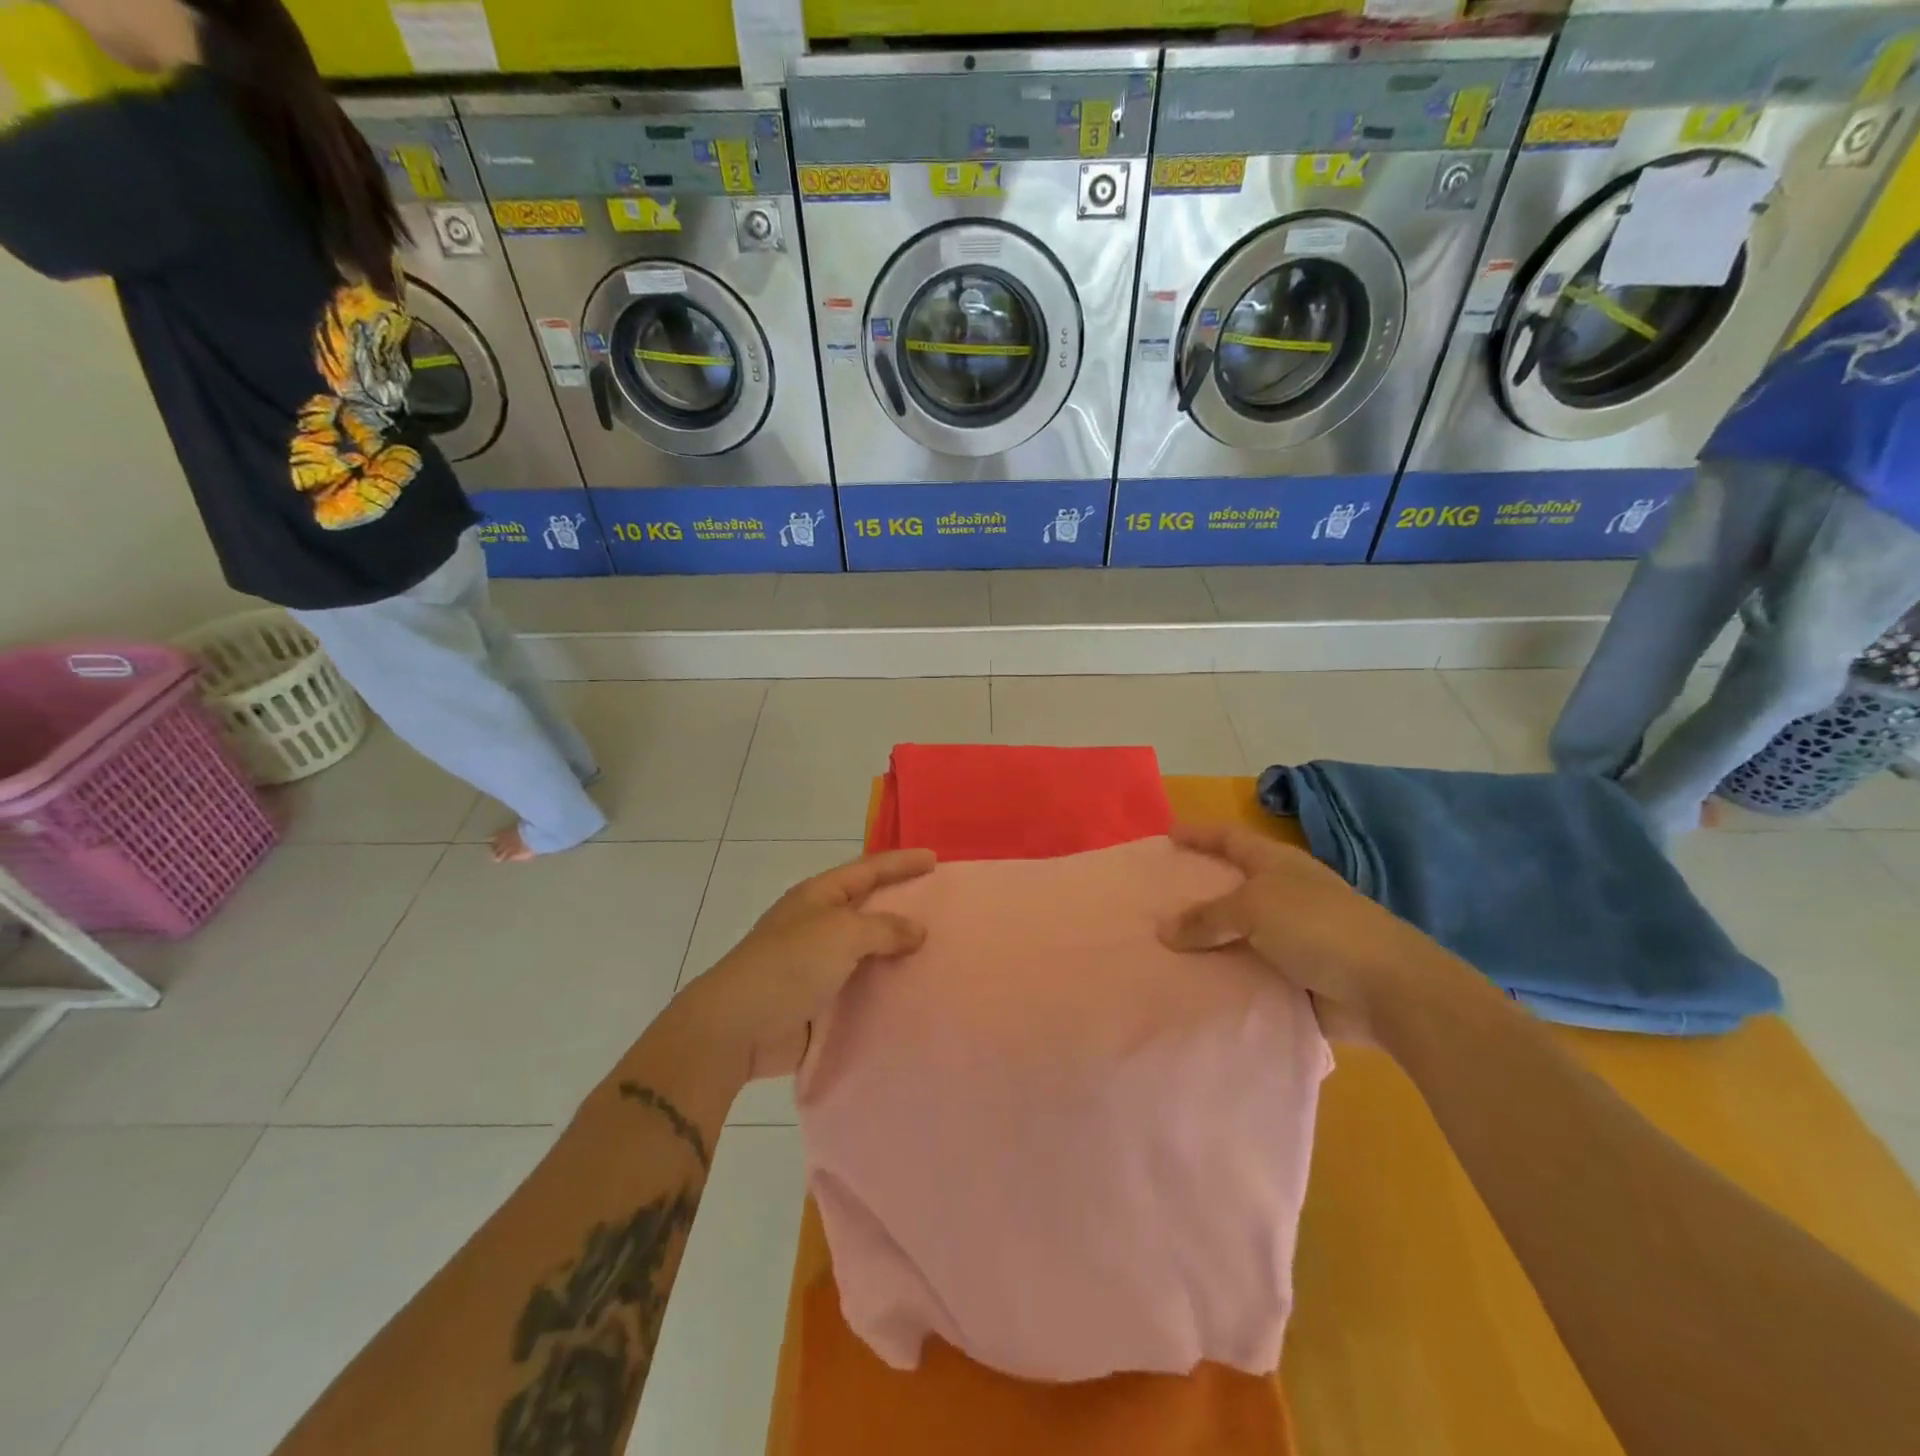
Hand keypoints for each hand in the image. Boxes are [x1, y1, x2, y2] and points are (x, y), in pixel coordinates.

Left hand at [682, 849, 935, 1079]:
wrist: (738, 1028)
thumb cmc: (789, 965)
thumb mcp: (841, 933)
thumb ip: (885, 928)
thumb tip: (917, 930)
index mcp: (819, 896)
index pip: (868, 870)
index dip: (900, 863)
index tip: (935, 858)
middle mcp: (819, 924)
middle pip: (869, 908)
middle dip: (904, 905)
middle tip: (945, 907)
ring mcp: (819, 964)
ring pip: (869, 951)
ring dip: (899, 952)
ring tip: (940, 952)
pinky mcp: (821, 1001)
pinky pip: (863, 988)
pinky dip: (887, 989)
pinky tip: (915, 992)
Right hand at [1159, 821, 1456, 1042]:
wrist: (1385, 988)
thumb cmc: (1317, 926)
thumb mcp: (1253, 908)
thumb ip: (1206, 917)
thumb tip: (1163, 930)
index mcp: (1276, 864)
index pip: (1229, 838)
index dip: (1199, 834)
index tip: (1167, 835)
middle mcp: (1283, 894)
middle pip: (1231, 885)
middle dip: (1196, 891)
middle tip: (1156, 899)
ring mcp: (1292, 936)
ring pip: (1237, 933)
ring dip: (1207, 940)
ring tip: (1164, 948)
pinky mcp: (1297, 975)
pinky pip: (1248, 971)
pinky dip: (1225, 975)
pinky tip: (1196, 984)